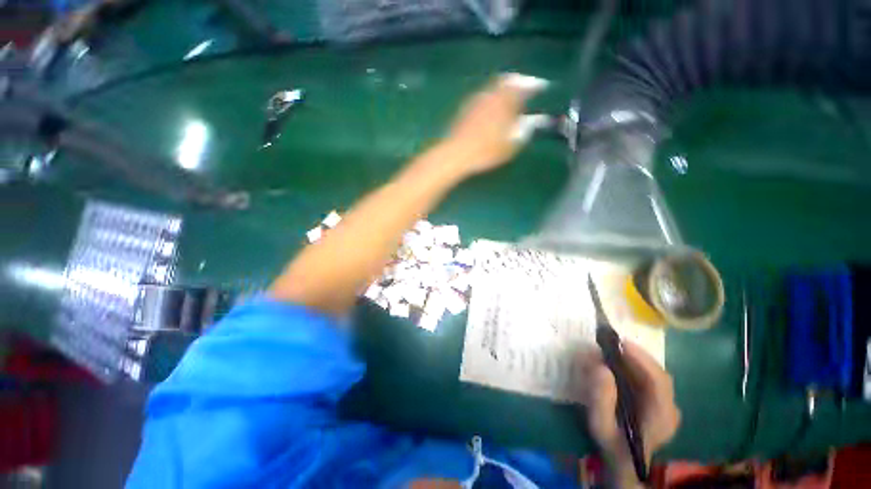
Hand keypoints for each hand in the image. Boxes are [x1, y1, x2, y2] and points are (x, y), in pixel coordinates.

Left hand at [441, 73, 548, 176]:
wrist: (455, 154)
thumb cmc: (485, 151)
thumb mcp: (510, 144)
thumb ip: (523, 130)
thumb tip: (533, 121)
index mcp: (504, 101)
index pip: (523, 86)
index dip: (534, 85)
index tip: (542, 86)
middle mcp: (490, 95)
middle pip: (506, 81)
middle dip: (517, 81)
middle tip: (525, 85)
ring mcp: (475, 100)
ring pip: (493, 87)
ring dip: (503, 88)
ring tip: (510, 95)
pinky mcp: (465, 109)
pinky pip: (483, 96)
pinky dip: (491, 96)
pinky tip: (491, 105)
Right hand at [576, 342, 680, 484]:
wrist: (624, 464)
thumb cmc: (612, 445)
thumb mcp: (600, 424)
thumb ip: (600, 398)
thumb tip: (600, 366)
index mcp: (662, 416)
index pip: (659, 380)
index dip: (641, 358)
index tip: (619, 343)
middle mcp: (671, 409)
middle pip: (657, 374)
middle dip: (633, 356)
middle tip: (608, 344)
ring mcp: (668, 406)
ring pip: (653, 374)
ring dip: (632, 360)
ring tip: (609, 352)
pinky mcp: (660, 403)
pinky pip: (649, 379)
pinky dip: (633, 368)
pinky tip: (617, 365)